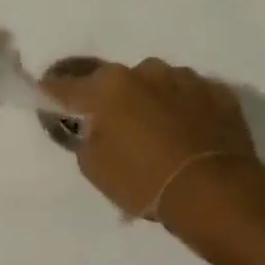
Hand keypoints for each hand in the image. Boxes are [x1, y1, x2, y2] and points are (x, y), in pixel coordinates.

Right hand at [42, 58, 255, 221]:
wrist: (217, 193)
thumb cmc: (145, 182)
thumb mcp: (95, 168)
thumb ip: (86, 138)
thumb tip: (93, 127)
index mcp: (108, 86)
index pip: (67, 86)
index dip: (53, 93)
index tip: (46, 96)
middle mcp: (145, 71)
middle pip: (118, 83)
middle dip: (115, 101)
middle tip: (120, 131)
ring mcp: (185, 78)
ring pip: (158, 86)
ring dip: (154, 103)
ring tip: (163, 136)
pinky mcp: (219, 92)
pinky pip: (193, 98)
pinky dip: (188, 112)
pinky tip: (193, 137)